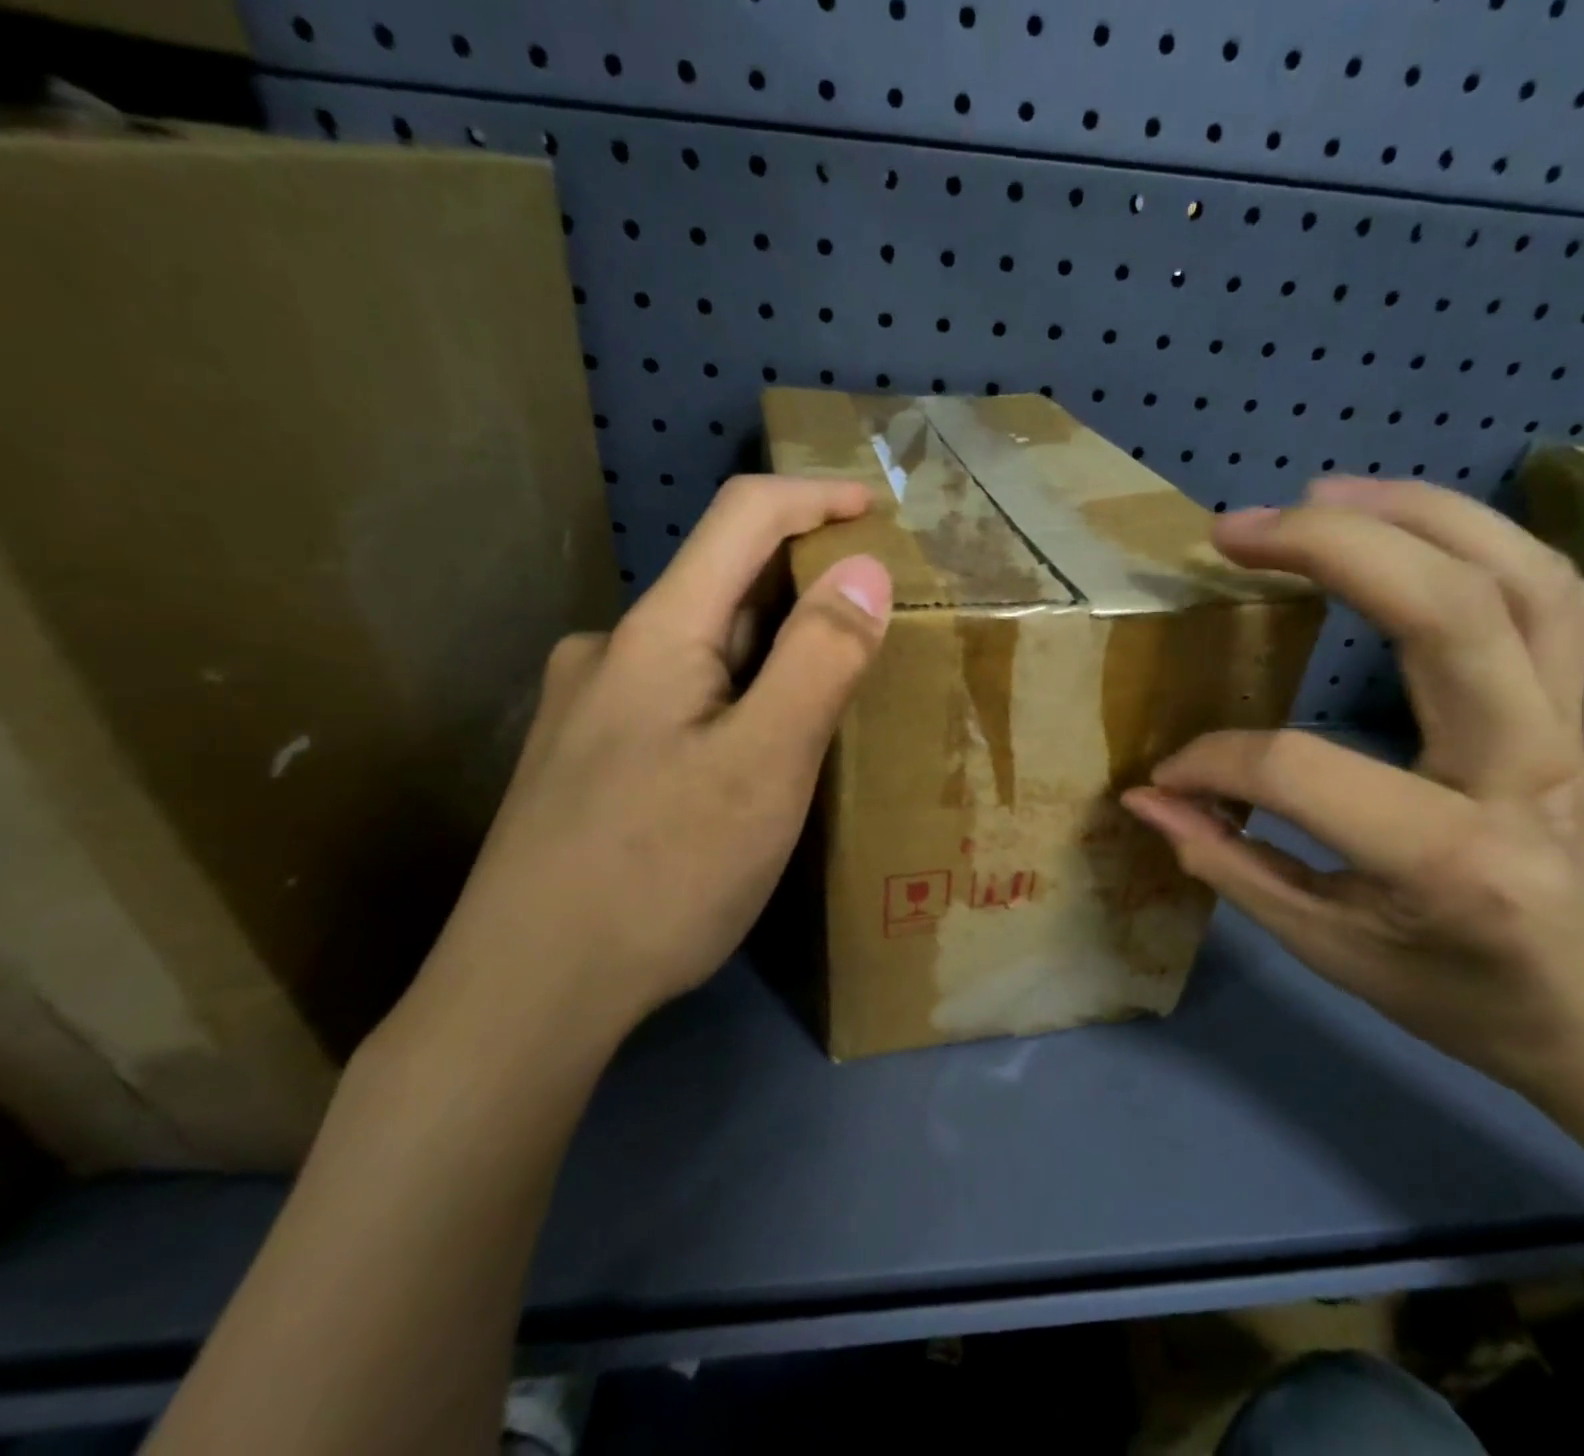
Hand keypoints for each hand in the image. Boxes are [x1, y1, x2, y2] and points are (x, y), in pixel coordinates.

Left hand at [401, 476, 890, 1064]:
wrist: (525, 993)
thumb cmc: (659, 873)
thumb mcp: (764, 766)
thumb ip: (818, 661)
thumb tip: (865, 569)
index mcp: (656, 634)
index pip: (742, 518)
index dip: (815, 498)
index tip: (877, 508)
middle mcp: (612, 652)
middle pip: (722, 586)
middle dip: (803, 590)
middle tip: (874, 627)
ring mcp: (591, 708)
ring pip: (702, 650)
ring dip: (769, 653)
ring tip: (827, 700)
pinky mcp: (587, 758)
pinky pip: (679, 698)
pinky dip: (735, 698)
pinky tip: (753, 755)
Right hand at [1123, 476, 1583, 1105]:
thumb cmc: (1468, 1002)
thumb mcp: (1332, 951)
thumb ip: (1232, 865)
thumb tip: (1148, 798)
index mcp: (1454, 861)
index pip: (1302, 771)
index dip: (1213, 762)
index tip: (1168, 774)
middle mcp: (1526, 774)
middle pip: (1449, 613)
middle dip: (1332, 548)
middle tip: (1234, 529)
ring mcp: (1573, 730)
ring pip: (1521, 578)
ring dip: (1416, 514)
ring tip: (1318, 493)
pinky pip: (1553, 595)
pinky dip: (1480, 541)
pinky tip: (1409, 529)